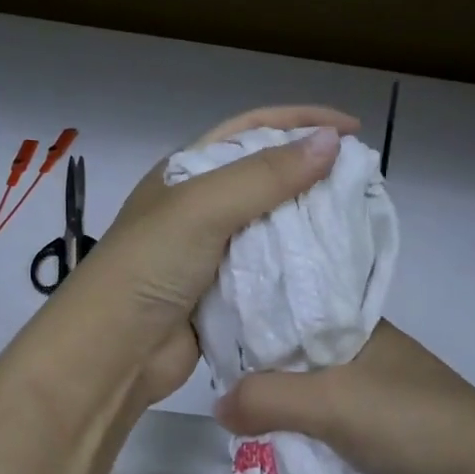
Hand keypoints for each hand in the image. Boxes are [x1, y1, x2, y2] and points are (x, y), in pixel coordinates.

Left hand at [56, 106, 360, 407]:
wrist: (112, 352)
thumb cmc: (150, 266)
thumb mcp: (203, 208)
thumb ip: (267, 175)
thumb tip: (332, 142)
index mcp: (186, 172)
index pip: (251, 129)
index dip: (301, 121)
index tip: (352, 129)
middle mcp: (198, 207)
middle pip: (265, 177)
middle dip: (311, 173)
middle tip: (362, 181)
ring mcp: (210, 252)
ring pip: (271, 226)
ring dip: (308, 223)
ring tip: (356, 222)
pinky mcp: (222, 294)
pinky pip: (269, 271)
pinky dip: (297, 267)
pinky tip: (330, 267)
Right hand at [212, 321, 474, 473]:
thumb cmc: (410, 422)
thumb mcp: (330, 402)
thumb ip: (267, 399)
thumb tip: (216, 406)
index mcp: (359, 326)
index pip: (291, 313)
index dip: (252, 325)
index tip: (208, 341)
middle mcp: (365, 354)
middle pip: (297, 359)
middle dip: (261, 376)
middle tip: (212, 386)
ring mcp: (375, 395)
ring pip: (311, 397)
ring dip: (281, 412)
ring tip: (233, 420)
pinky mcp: (381, 434)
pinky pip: (327, 429)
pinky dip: (304, 437)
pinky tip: (272, 446)